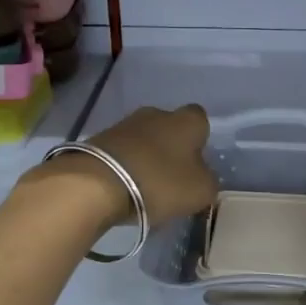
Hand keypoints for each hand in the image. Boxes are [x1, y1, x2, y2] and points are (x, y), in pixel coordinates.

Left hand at [24, 104, 216, 228]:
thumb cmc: (159, 182)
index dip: (200, 141)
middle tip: (171, 179)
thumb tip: (201, 176)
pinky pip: (121, 152)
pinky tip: (123, 188)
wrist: (97, 183)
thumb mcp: (200, 191)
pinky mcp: (99, 140)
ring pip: (144, 140)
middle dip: (171, 149)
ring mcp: (124, 124)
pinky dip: (125, 167)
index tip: (196, 164)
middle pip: (169, 128)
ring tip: (145, 187)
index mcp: (186, 120)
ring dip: (146, 158)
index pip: (201, 120)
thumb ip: (208, 181)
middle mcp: (156, 113)